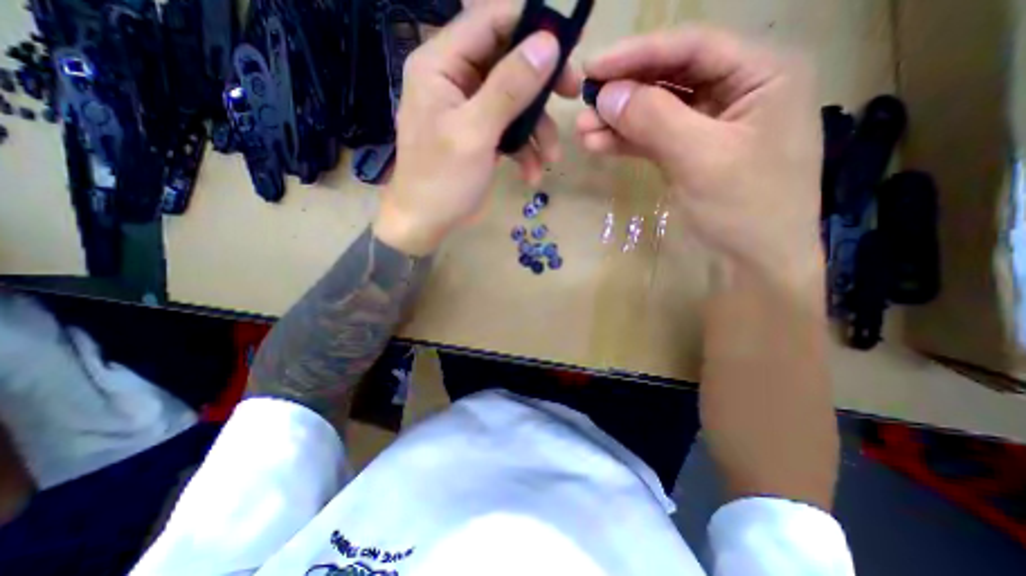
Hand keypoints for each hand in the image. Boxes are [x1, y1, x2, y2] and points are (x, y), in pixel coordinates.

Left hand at [374, 0, 581, 253]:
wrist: (426, 223)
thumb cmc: (442, 179)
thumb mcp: (475, 133)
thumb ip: (509, 88)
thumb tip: (548, 44)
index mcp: (442, 65)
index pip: (489, 22)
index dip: (530, 26)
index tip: (566, 47)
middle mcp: (455, 80)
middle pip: (508, 62)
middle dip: (540, 87)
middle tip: (570, 97)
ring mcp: (470, 110)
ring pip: (514, 102)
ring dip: (536, 130)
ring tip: (549, 158)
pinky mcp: (481, 136)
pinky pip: (509, 131)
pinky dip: (524, 151)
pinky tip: (530, 174)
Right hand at [576, 26, 823, 288]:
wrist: (755, 260)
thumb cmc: (744, 208)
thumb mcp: (701, 159)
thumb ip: (654, 120)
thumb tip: (607, 95)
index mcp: (761, 74)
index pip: (692, 48)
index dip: (638, 54)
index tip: (593, 67)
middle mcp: (737, 91)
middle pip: (671, 78)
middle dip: (625, 92)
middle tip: (584, 102)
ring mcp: (710, 125)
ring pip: (658, 111)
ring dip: (619, 121)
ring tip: (583, 130)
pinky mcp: (690, 152)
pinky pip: (654, 138)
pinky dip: (627, 142)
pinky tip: (599, 144)